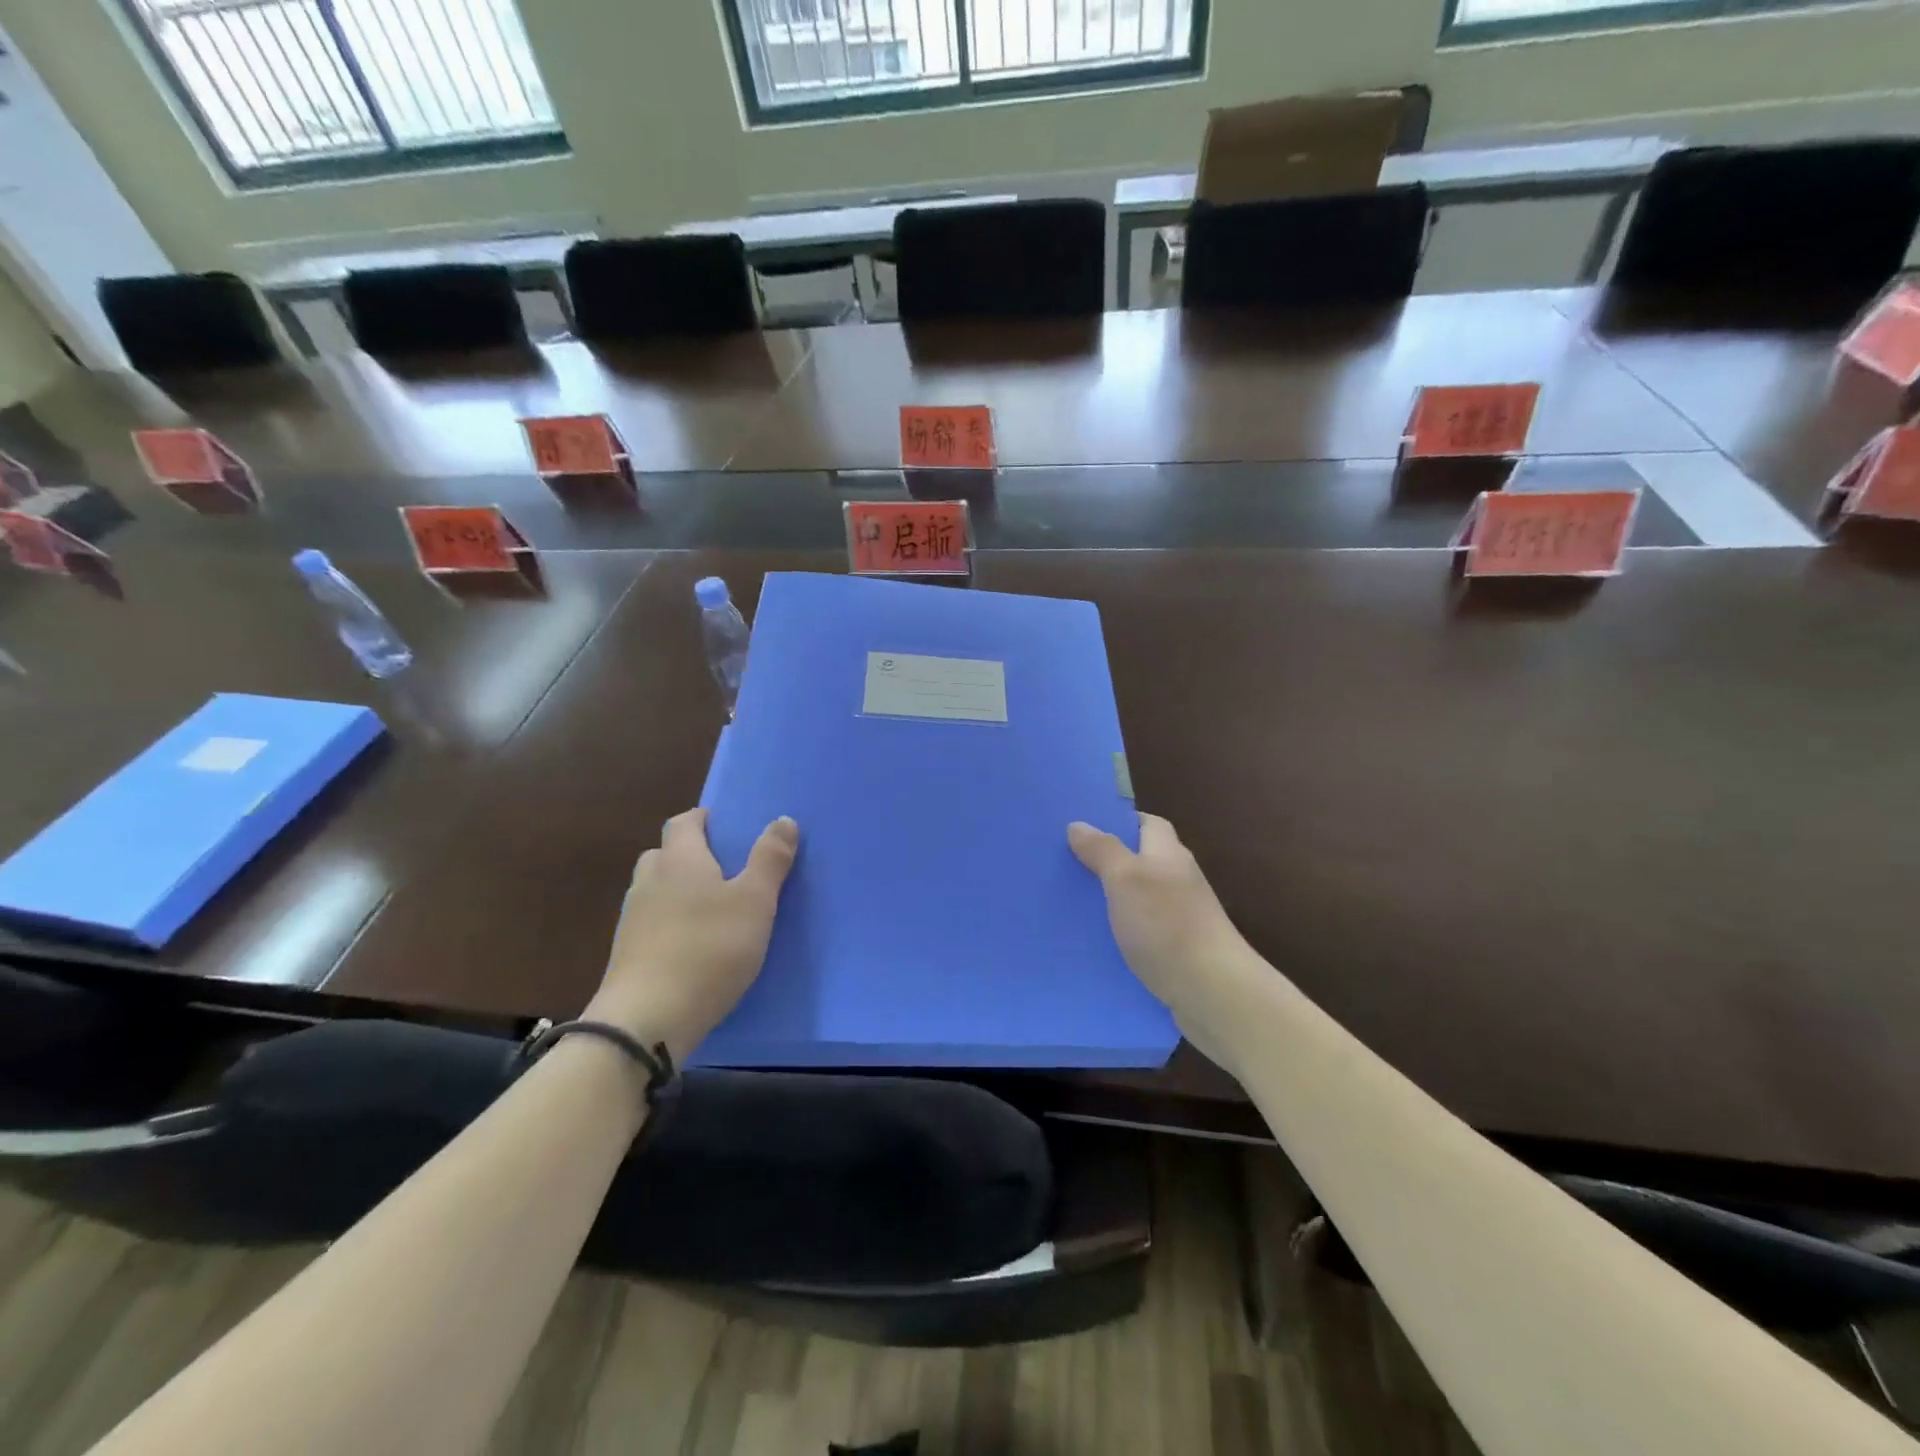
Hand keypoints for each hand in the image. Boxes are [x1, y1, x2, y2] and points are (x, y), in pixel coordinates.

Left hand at [587, 808, 798, 1064]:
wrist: (646, 1020)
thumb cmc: (709, 949)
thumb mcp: (755, 902)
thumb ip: (770, 859)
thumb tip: (783, 819)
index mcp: (680, 859)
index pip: (683, 822)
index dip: (704, 819)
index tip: (726, 826)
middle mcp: (650, 881)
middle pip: (665, 853)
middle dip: (690, 854)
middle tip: (724, 869)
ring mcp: (632, 919)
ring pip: (656, 889)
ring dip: (679, 890)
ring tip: (712, 909)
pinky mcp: (627, 954)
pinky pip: (651, 923)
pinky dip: (670, 923)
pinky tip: (693, 945)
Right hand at [1068, 814, 1258, 1045]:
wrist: (1213, 992)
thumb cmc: (1167, 925)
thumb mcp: (1125, 878)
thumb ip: (1102, 850)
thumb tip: (1079, 824)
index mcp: (1168, 854)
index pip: (1147, 824)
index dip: (1119, 823)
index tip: (1084, 830)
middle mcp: (1178, 880)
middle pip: (1141, 861)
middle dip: (1108, 863)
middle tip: (1066, 868)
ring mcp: (1182, 917)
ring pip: (1140, 899)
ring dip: (1112, 902)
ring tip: (1072, 906)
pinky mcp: (1179, 951)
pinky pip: (1144, 933)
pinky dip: (1122, 935)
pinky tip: (1097, 945)